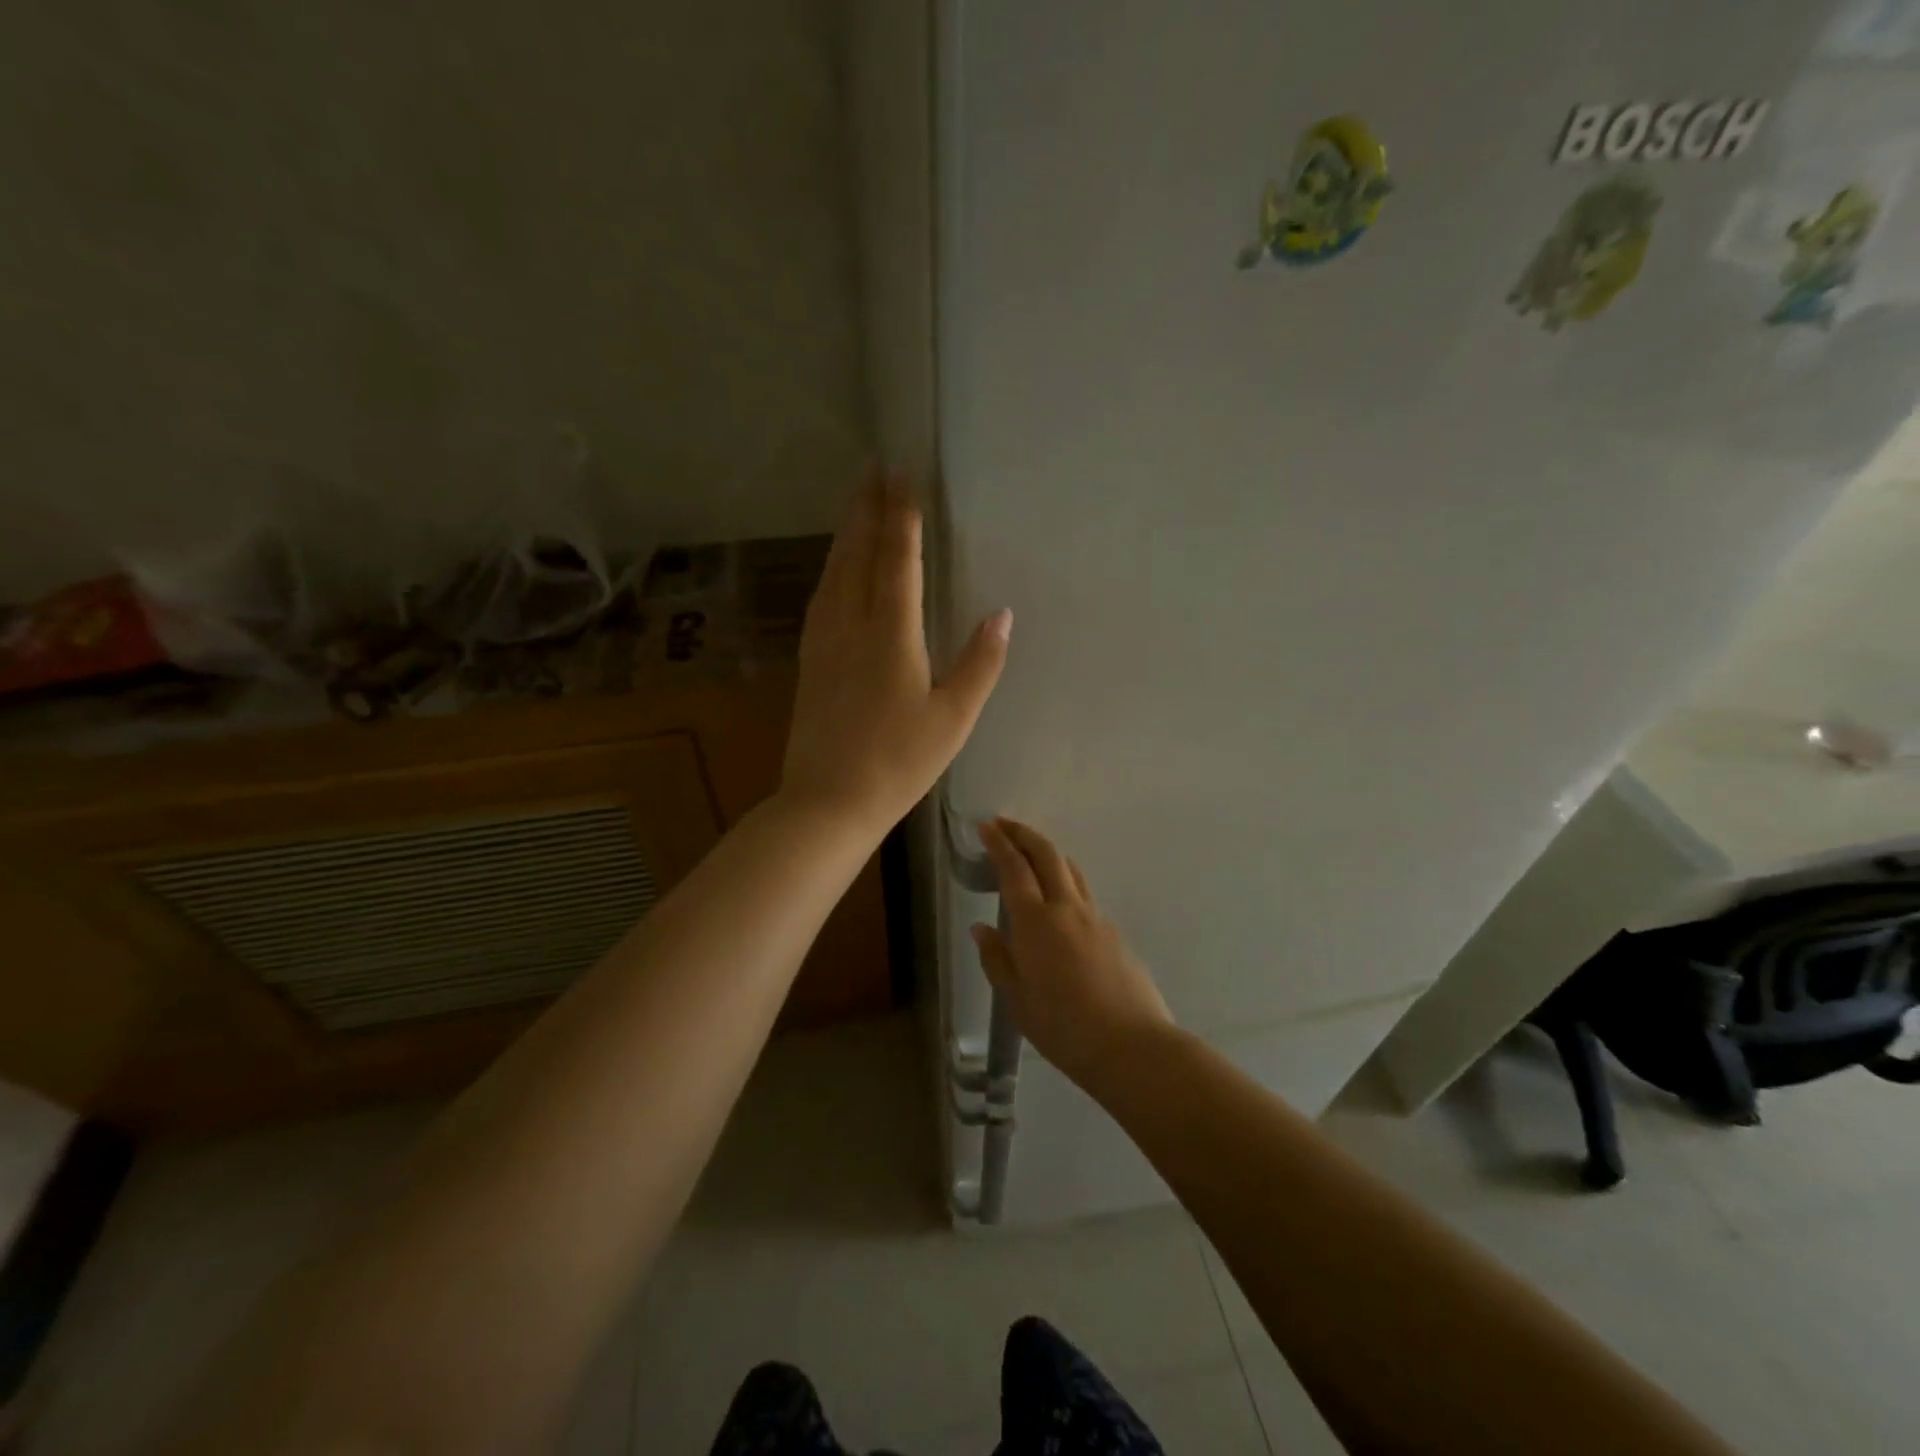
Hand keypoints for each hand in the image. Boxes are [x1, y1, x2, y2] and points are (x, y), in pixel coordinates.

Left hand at [781, 480, 1010, 835]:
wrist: (827, 801)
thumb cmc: (898, 763)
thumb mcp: (953, 719)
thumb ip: (980, 664)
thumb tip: (1003, 615)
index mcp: (890, 635)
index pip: (897, 561)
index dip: (901, 517)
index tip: (903, 475)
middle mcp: (850, 625)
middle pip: (857, 555)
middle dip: (867, 510)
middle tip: (874, 470)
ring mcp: (823, 642)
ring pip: (833, 573)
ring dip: (846, 534)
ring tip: (855, 505)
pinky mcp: (808, 661)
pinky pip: (821, 598)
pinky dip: (831, 569)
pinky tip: (833, 570)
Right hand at [972, 818, 1174, 1088]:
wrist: (1131, 1045)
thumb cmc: (1063, 1027)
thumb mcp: (1016, 1000)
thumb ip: (997, 959)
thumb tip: (982, 929)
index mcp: (1035, 921)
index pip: (1014, 868)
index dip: (999, 843)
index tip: (986, 826)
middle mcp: (1066, 908)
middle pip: (1047, 854)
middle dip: (1024, 834)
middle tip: (1005, 825)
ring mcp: (1095, 917)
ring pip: (1070, 870)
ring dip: (1048, 853)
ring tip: (1032, 854)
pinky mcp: (1114, 933)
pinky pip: (1085, 896)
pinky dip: (1066, 883)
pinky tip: (1059, 906)